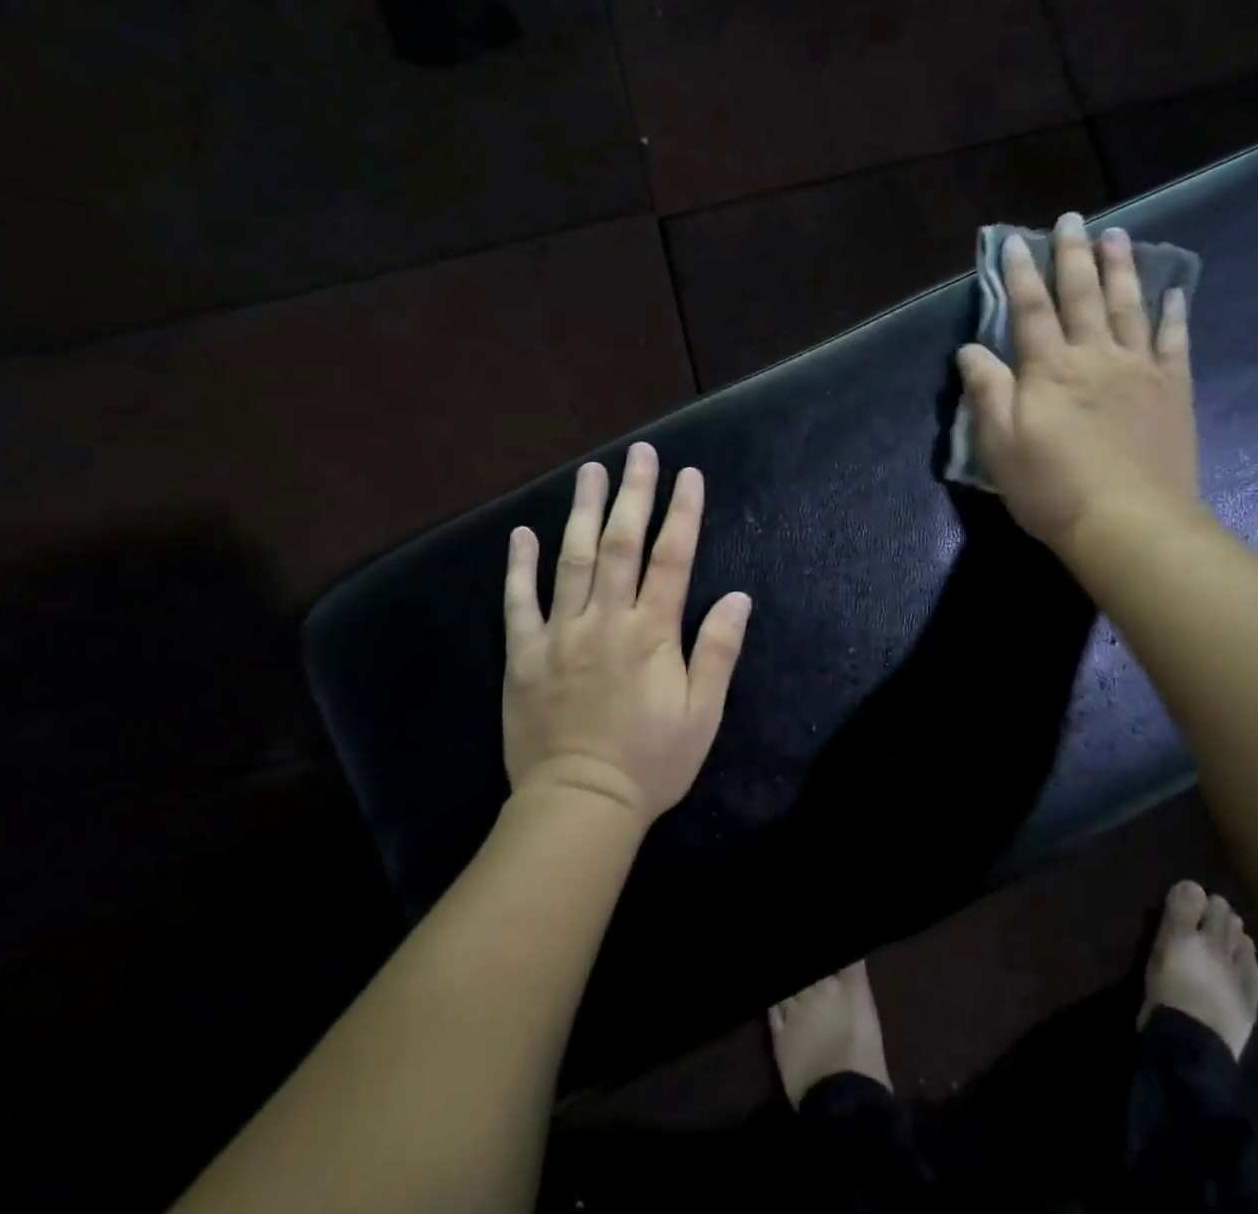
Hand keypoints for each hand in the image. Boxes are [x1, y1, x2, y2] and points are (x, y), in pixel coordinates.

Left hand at [502, 442, 752, 823]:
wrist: (579, 804)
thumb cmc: (651, 762)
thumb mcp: (702, 713)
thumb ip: (718, 651)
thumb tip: (740, 596)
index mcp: (652, 632)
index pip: (673, 558)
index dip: (683, 513)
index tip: (688, 475)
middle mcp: (606, 620)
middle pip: (620, 544)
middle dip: (632, 494)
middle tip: (638, 453)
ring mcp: (560, 634)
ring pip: (571, 559)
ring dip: (582, 511)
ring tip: (589, 471)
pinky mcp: (524, 654)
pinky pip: (518, 602)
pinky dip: (520, 566)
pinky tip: (524, 533)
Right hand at [957, 211, 1203, 560]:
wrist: (1129, 525)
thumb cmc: (1052, 488)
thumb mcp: (999, 445)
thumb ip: (986, 391)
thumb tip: (970, 349)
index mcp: (1050, 369)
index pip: (1029, 310)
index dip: (1020, 275)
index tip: (1015, 243)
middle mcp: (1096, 356)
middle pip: (1082, 296)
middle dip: (1073, 256)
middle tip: (1072, 219)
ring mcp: (1140, 370)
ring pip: (1129, 306)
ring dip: (1122, 268)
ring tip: (1119, 235)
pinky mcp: (1172, 390)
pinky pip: (1174, 341)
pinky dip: (1173, 313)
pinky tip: (1174, 290)